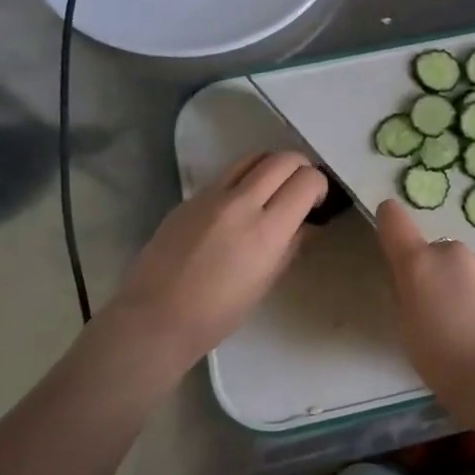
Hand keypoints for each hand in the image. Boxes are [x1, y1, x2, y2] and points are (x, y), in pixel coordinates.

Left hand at [104, 151, 327, 377]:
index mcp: (266, 230)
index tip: (315, 204)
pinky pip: (227, 174)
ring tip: (272, 190)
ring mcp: (211, 196)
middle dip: (300, 168)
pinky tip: (240, 206)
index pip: (307, 181)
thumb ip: (290, 245)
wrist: (156, 317)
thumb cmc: (218, 313)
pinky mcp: (190, 198)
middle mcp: (240, 203)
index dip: (319, 187)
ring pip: (253, 157)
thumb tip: (303, 224)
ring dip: (272, 167)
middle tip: (299, 191)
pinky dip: (245, 180)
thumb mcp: (266, 282)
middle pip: (282, 158)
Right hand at [374, 199, 474, 401]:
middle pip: (434, 251)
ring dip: (462, 284)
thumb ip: (406, 294)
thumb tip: (413, 280)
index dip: (389, 222)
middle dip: (434, 273)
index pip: (394, 219)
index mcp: (419, 263)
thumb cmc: (444, 362)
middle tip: (438, 313)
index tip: (392, 239)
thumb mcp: (408, 329)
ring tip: (470, 326)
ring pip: (465, 267)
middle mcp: (453, 252)